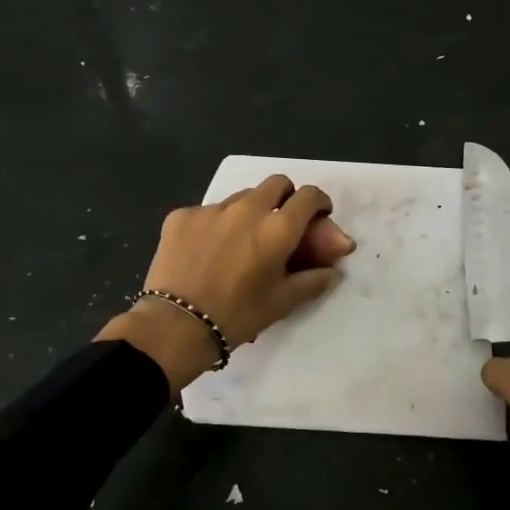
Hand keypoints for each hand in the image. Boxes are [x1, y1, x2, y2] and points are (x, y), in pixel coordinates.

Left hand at [98, 174, 354, 392]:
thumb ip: (312, 281)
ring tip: (240, 242)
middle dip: (286, 197)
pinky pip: (208, 211)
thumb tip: (332, 270)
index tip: (317, 216)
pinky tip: (207, 251)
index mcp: (278, 228)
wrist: (176, 325)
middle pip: (277, 183)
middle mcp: (248, 208)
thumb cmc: (237, 316)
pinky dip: (216, 225)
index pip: (309, 196)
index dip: (318, 203)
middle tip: (280, 224)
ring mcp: (211, 209)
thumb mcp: (282, 302)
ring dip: (250, 211)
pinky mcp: (182, 215)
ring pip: (241, 197)